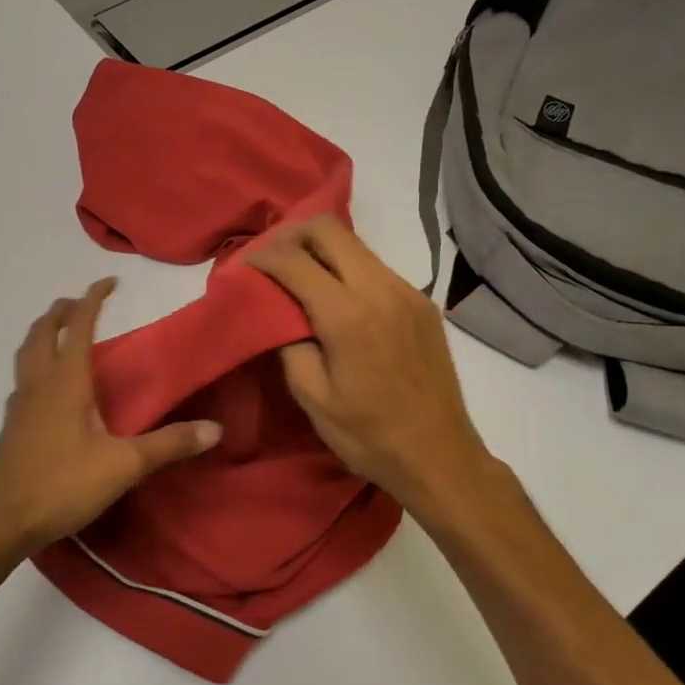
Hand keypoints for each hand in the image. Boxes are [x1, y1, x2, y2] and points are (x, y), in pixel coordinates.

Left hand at [0, 278, 221, 554]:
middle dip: (61, 310)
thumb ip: (169, 444)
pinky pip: (23, 377)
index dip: (93, 298)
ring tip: (61, 332)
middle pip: (42, 331)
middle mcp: (39, 383)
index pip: (78, 325)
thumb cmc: (63, 484)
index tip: (110, 282)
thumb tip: (215, 428)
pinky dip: (36, 362)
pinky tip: (48, 386)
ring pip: (26, 352)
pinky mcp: (12, 424)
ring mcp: (20, 403)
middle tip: (82, 303)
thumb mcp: (124, 465)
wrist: (3, 520)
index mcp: (65, 381)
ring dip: (43, 333)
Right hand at [246, 215, 503, 519]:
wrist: (439, 456)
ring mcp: (408, 291)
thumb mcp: (312, 396)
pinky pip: (375, 266)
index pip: (295, 259)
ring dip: (321, 249)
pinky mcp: (422, 302)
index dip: (263, 255)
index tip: (244, 265)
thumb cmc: (368, 435)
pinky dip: (346, 268)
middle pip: (329, 229)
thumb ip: (288, 343)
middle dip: (291, 235)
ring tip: (298, 274)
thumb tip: (277, 309)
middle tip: (270, 258)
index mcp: (348, 315)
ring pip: (355, 244)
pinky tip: (335, 296)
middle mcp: (381, 289)